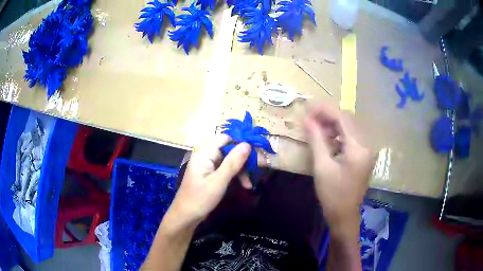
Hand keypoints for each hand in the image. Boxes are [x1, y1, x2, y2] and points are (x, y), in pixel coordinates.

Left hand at [164, 134, 251, 228]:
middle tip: (262, 166)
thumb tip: (247, 144)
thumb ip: (233, 162)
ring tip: (250, 183)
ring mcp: (208, 164)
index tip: (258, 151)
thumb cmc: (200, 198)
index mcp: (205, 152)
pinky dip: (235, 175)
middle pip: (230, 149)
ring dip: (242, 169)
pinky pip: (226, 169)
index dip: (242, 142)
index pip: (227, 138)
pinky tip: (245, 185)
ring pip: (230, 160)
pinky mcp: (211, 173)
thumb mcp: (218, 181)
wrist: (186, 216)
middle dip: (245, 158)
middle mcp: (206, 155)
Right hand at [305, 104, 373, 231]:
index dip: (325, 110)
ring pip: (350, 128)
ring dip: (334, 125)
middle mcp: (366, 145)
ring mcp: (367, 151)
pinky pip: (352, 138)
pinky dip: (339, 134)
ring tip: (316, 128)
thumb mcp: (322, 167)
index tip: (308, 109)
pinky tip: (328, 139)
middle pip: (348, 120)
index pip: (343, 118)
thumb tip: (307, 120)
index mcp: (358, 148)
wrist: (344, 216)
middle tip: (311, 119)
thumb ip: (316, 140)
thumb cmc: (333, 194)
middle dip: (329, 116)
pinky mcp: (364, 156)